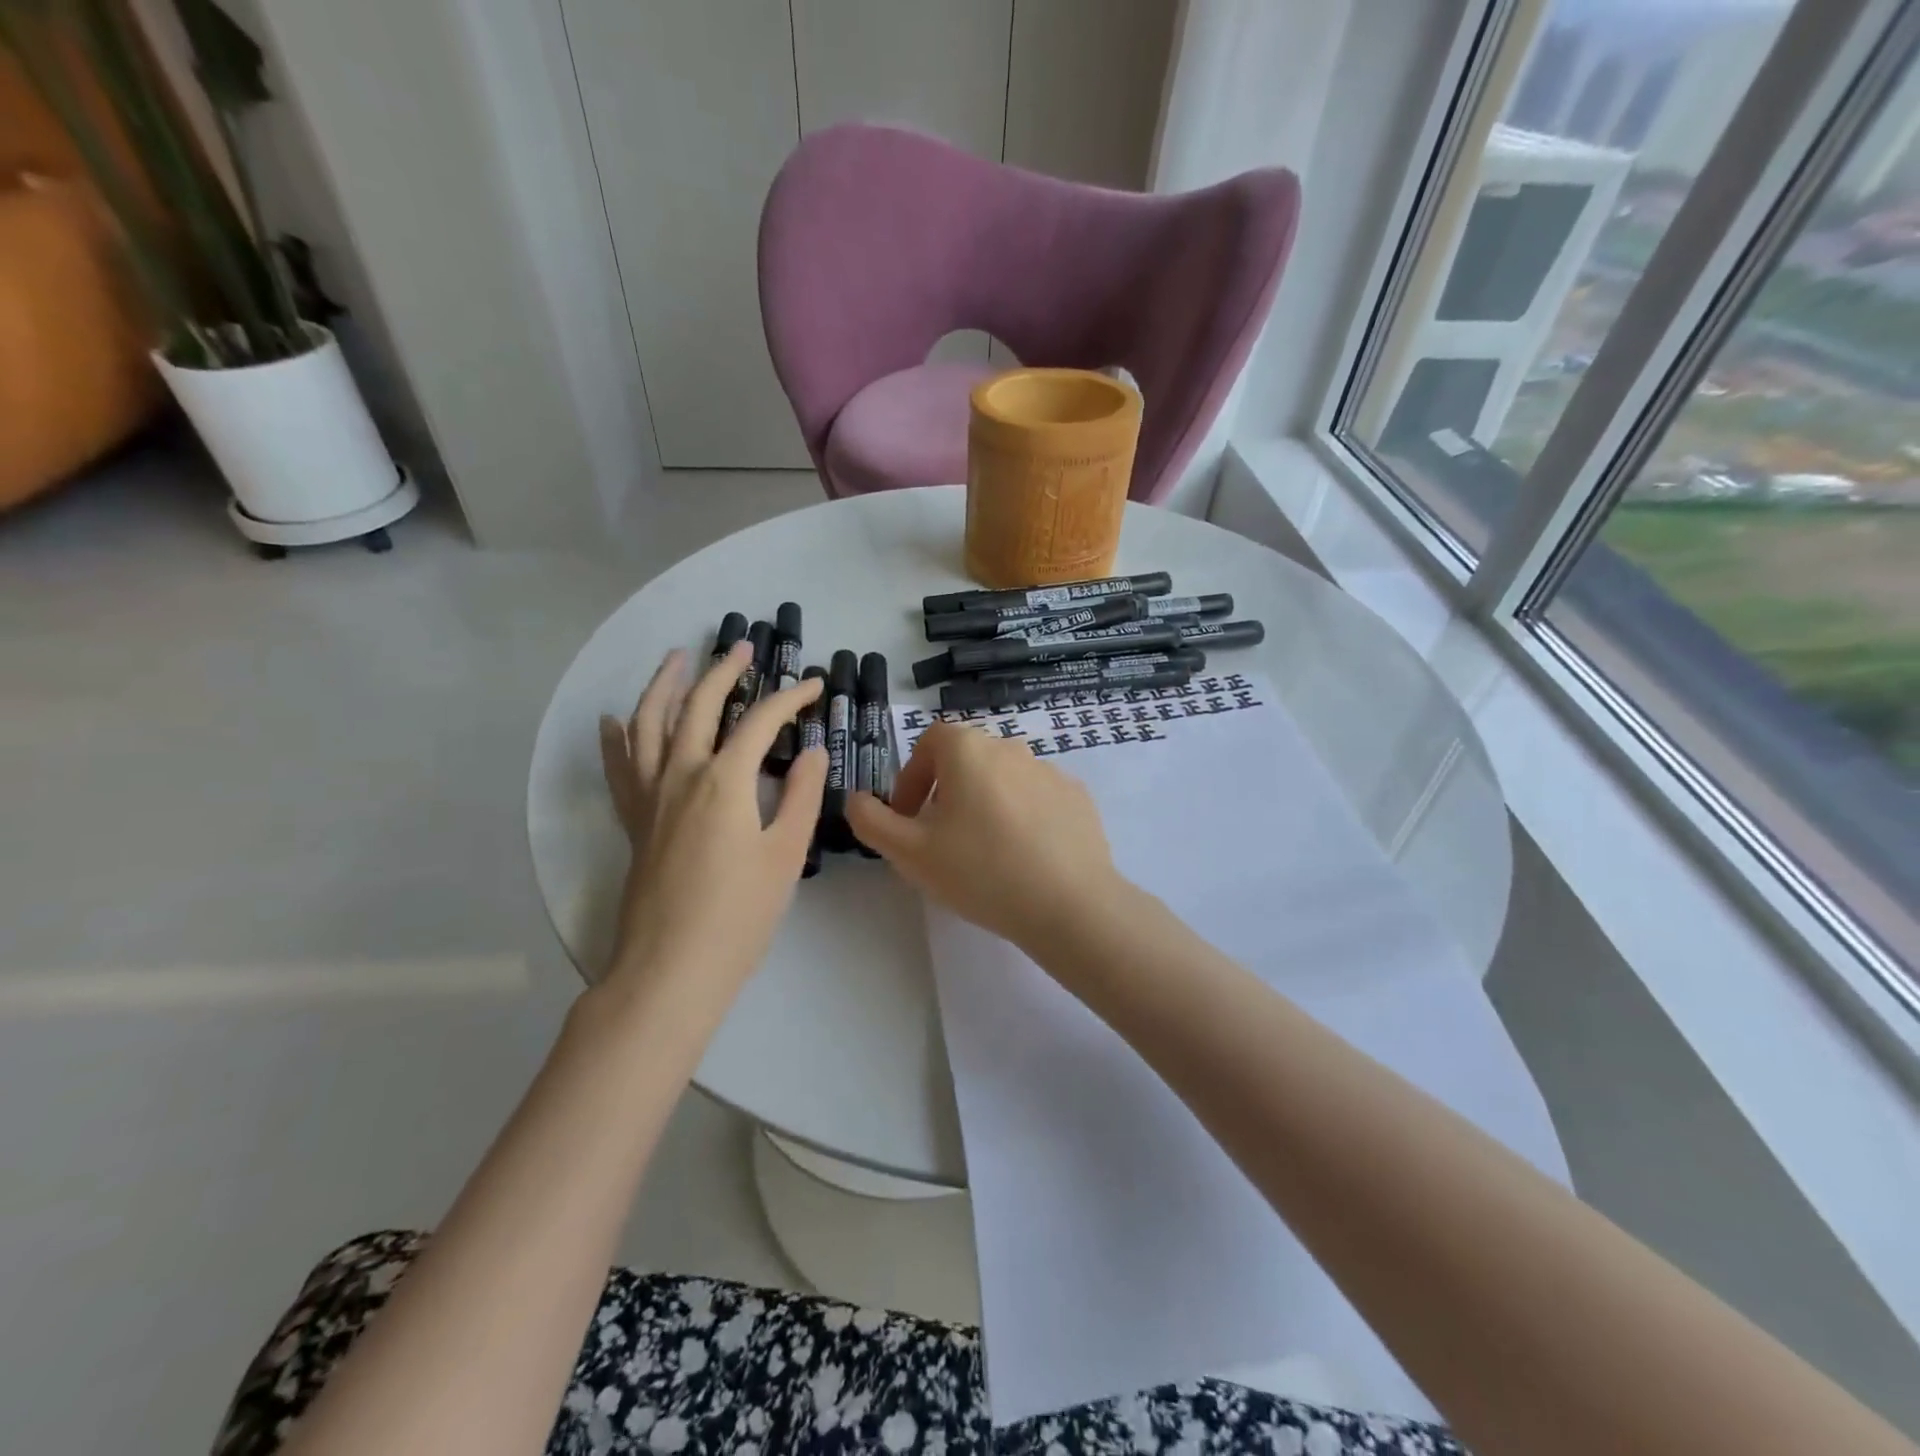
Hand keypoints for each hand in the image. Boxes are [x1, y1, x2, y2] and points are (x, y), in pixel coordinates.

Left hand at [596, 643, 824, 1005]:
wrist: (670, 969)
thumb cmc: (739, 915)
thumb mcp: (785, 854)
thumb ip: (799, 795)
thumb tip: (812, 750)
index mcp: (723, 781)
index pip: (760, 721)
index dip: (790, 698)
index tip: (815, 686)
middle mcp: (680, 775)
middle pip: (697, 706)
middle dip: (722, 671)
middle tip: (742, 648)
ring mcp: (649, 797)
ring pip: (648, 723)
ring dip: (664, 685)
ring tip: (677, 659)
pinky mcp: (633, 821)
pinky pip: (619, 767)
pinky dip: (616, 737)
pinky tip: (614, 720)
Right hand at [846, 721, 1125, 957]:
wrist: (1069, 904)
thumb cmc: (980, 871)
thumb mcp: (909, 852)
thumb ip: (872, 821)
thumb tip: (857, 799)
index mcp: (969, 750)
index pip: (930, 742)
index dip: (911, 777)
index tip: (909, 817)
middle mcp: (1011, 748)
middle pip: (967, 759)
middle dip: (945, 793)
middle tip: (940, 839)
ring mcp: (1050, 771)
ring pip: (1003, 779)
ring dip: (985, 804)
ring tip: (984, 853)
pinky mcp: (1078, 797)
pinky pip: (1037, 799)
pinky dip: (1022, 817)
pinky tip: (1023, 857)